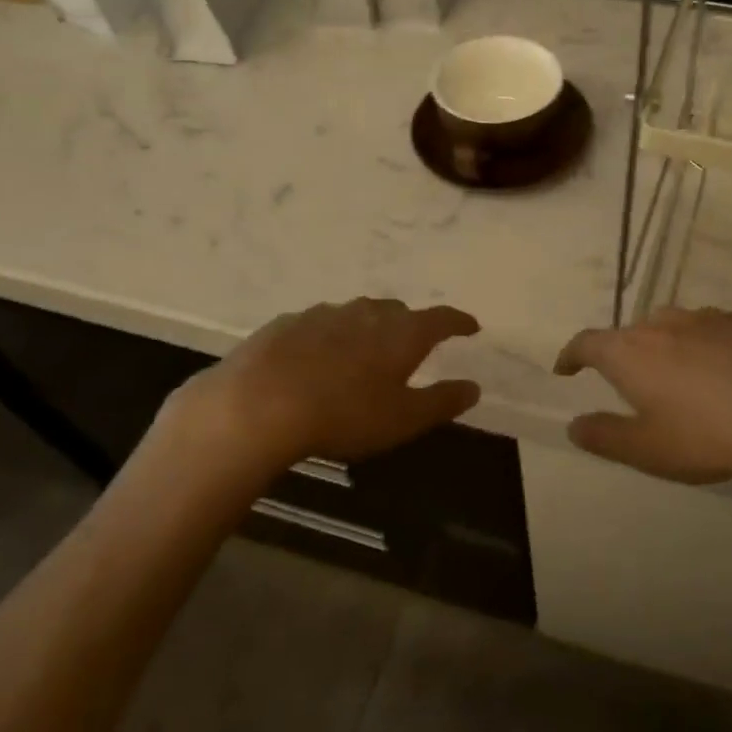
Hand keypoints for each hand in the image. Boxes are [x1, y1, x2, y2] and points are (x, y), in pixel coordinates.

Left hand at [154, 299, 481, 477]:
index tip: (471, 326)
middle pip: (398, 312)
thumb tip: (473, 387)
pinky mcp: (287, 323)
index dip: (459, 322)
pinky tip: (316, 359)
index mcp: (402, 333)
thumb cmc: (344, 414)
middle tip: (412, 345)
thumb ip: (442, 402)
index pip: (441, 319)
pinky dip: (329, 337)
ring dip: (367, 329)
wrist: (258, 404)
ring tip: (363, 353)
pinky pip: (320, 325)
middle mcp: (367, 312)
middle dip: (410, 325)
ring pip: (357, 314)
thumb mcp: (403, 419)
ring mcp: (324, 313)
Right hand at [554, 307, 731, 498]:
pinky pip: (716, 329)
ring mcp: (709, 317)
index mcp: (631, 352)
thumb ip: (605, 436)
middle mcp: (664, 323)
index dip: (572, 355)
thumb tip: (574, 425)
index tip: (566, 368)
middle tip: (636, 385)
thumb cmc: (709, 435)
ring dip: (670, 347)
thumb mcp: (648, 450)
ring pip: (676, 326)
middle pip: (633, 333)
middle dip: (627, 355)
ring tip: (686, 378)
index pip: (587, 343)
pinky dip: (711, 346)